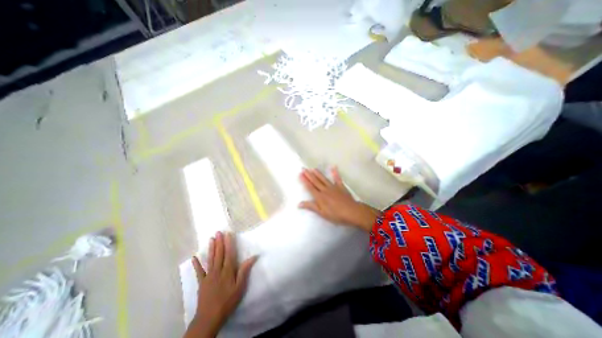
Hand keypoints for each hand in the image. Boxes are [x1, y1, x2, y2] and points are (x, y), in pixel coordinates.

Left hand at [185, 232, 257, 337]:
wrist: (209, 318)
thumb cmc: (228, 301)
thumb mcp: (240, 287)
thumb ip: (244, 271)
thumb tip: (253, 256)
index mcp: (227, 271)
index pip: (229, 254)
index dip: (229, 243)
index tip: (228, 234)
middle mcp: (217, 270)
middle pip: (219, 254)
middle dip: (219, 242)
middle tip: (219, 232)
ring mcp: (208, 276)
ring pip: (210, 259)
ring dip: (211, 248)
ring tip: (211, 239)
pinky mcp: (202, 282)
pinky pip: (199, 271)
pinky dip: (196, 264)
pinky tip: (194, 257)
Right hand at [300, 166, 380, 231]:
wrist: (351, 211)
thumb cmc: (336, 214)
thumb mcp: (322, 213)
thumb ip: (311, 207)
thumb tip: (299, 203)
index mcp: (320, 197)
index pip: (310, 187)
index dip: (305, 181)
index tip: (300, 174)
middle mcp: (325, 190)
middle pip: (315, 181)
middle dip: (309, 175)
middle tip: (303, 168)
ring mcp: (333, 187)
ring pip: (323, 179)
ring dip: (318, 173)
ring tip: (312, 168)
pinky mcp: (341, 186)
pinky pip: (337, 178)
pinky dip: (335, 173)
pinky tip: (333, 167)